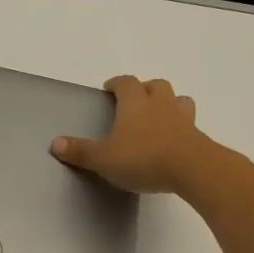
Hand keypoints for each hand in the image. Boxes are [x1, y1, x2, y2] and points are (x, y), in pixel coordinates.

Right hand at [52, 75, 208, 194]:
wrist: (194, 170)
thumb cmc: (144, 158)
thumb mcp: (104, 159)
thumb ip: (81, 151)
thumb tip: (55, 143)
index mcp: (135, 103)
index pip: (126, 83)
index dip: (117, 83)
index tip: (110, 88)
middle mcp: (160, 104)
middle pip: (156, 85)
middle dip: (145, 89)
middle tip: (135, 101)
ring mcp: (183, 119)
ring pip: (178, 99)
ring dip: (168, 103)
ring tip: (159, 116)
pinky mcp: (198, 137)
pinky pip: (189, 123)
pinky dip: (181, 126)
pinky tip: (174, 140)